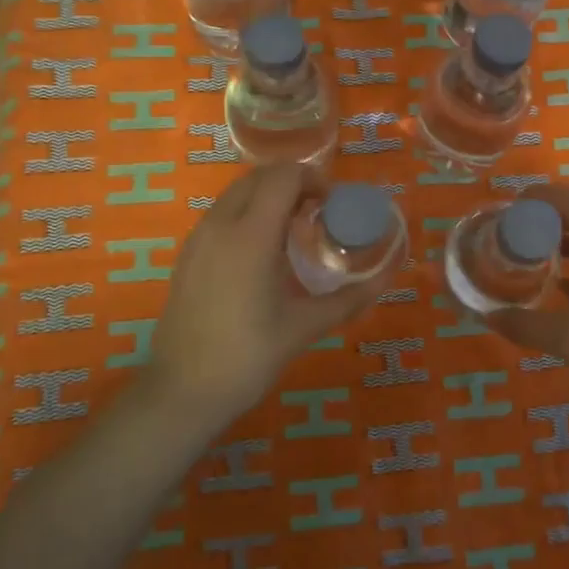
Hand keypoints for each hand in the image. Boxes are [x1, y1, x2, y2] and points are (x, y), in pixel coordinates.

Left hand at [148, 164, 381, 417]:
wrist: (182, 392)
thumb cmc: (248, 357)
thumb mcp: (305, 327)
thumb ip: (349, 299)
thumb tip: (386, 280)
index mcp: (251, 236)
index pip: (283, 176)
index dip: (313, 179)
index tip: (332, 204)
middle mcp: (221, 225)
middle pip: (258, 177)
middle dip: (292, 183)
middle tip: (318, 212)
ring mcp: (198, 238)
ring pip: (236, 193)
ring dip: (268, 197)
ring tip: (293, 231)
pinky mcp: (187, 255)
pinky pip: (221, 214)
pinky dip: (247, 214)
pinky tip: (263, 253)